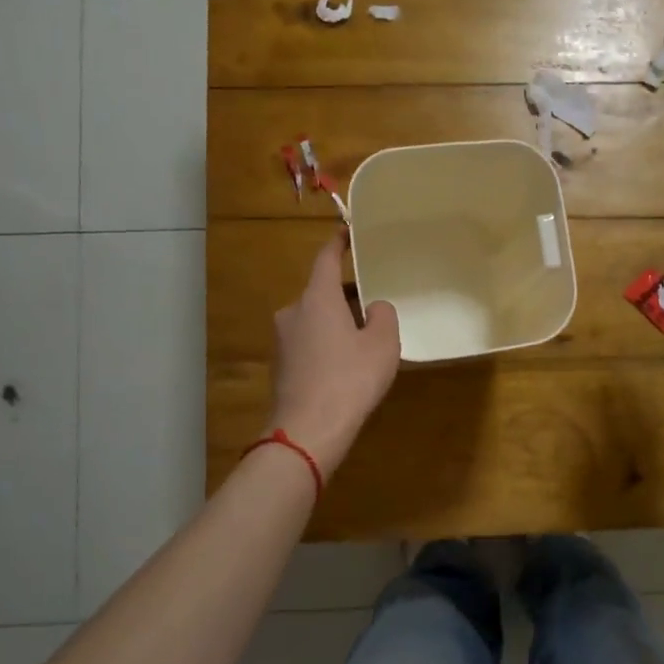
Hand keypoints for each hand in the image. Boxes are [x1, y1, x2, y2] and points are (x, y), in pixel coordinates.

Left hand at [267, 235, 400, 473]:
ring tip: (365, 343)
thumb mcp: (383, 344)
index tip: (347, 231)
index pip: (326, 259)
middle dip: (347, 297)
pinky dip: (326, 347)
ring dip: (337, 324)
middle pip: (322, 293)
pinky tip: (345, 369)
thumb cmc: (350, 379)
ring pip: (315, 320)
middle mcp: (293, 312)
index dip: (338, 243)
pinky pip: (308, 345)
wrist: (308, 431)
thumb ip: (384, 315)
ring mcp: (282, 341)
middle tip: (374, 307)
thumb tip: (374, 308)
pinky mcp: (280, 367)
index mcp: (317, 298)